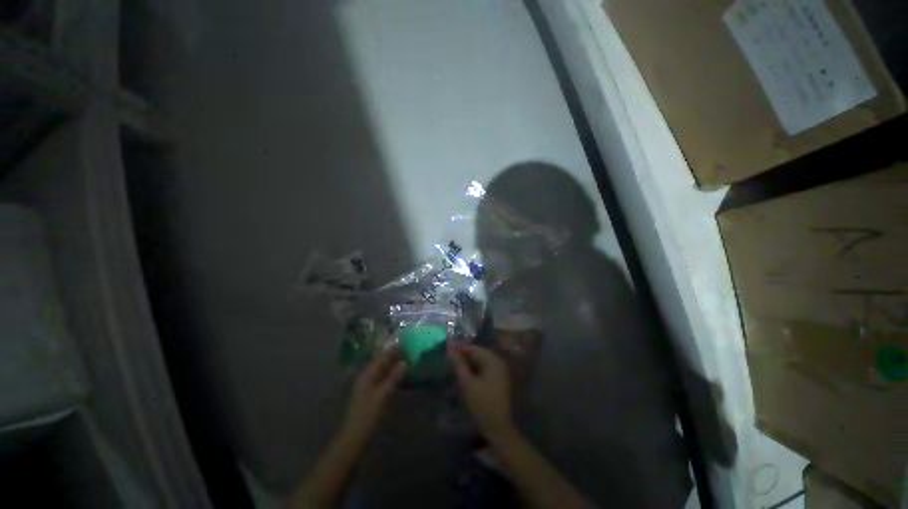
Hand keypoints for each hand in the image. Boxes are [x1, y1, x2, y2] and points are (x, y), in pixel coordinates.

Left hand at [342, 350, 405, 440]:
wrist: (354, 437)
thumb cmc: (368, 415)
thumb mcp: (382, 395)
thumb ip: (393, 377)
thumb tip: (404, 361)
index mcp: (367, 374)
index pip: (382, 357)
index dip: (394, 350)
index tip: (407, 343)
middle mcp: (366, 375)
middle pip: (381, 361)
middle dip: (394, 355)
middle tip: (409, 350)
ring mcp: (367, 384)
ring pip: (381, 369)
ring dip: (393, 364)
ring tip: (407, 359)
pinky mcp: (370, 392)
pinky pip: (381, 377)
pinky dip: (390, 373)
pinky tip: (398, 375)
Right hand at [448, 343, 515, 441]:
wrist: (498, 428)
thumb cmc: (482, 404)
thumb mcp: (467, 383)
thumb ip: (458, 365)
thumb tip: (449, 349)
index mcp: (492, 361)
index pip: (474, 348)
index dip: (460, 348)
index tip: (447, 349)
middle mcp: (498, 362)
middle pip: (478, 353)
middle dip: (464, 355)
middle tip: (449, 357)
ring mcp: (500, 371)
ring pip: (481, 361)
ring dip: (469, 362)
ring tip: (454, 365)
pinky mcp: (499, 379)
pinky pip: (485, 368)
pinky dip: (475, 368)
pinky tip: (465, 373)